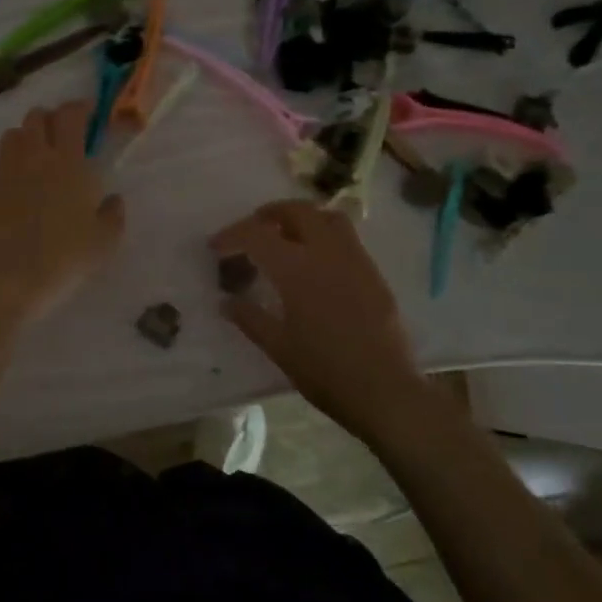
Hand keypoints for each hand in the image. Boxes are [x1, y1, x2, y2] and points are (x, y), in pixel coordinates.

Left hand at [0, 101, 125, 325]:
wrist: (9, 280)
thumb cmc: (65, 259)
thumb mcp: (105, 242)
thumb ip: (113, 214)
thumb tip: (112, 199)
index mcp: (68, 162)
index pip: (70, 115)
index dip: (80, 108)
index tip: (89, 114)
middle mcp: (33, 157)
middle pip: (37, 117)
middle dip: (52, 119)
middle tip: (64, 137)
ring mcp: (4, 172)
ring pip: (12, 135)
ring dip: (27, 138)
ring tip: (38, 158)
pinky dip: (11, 167)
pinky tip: (19, 192)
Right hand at [212, 200, 448, 442]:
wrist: (386, 390)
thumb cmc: (325, 371)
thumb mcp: (279, 348)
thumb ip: (250, 318)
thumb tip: (226, 302)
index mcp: (297, 269)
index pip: (257, 234)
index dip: (232, 234)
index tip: (216, 247)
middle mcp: (327, 253)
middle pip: (297, 211)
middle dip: (269, 214)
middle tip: (252, 230)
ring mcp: (355, 260)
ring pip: (327, 217)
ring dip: (302, 217)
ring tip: (286, 236)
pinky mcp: (374, 274)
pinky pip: (347, 238)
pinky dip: (324, 235)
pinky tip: (316, 263)